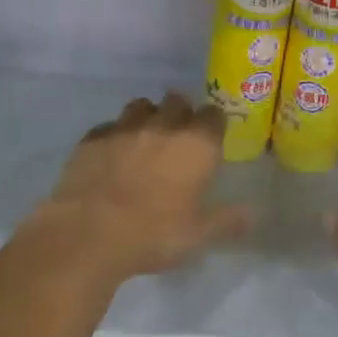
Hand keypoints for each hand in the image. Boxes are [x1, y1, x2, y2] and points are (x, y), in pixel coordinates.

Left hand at [33, 93, 250, 284]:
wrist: (86, 235)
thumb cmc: (152, 235)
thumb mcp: (198, 236)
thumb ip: (228, 221)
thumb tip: (251, 213)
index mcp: (196, 143)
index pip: (214, 115)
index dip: (213, 125)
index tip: (211, 140)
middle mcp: (163, 124)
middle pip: (178, 100)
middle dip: (181, 114)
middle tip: (178, 141)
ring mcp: (125, 127)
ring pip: (142, 106)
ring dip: (147, 118)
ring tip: (144, 142)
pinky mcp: (93, 137)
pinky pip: (109, 126)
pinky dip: (115, 136)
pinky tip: (111, 157)